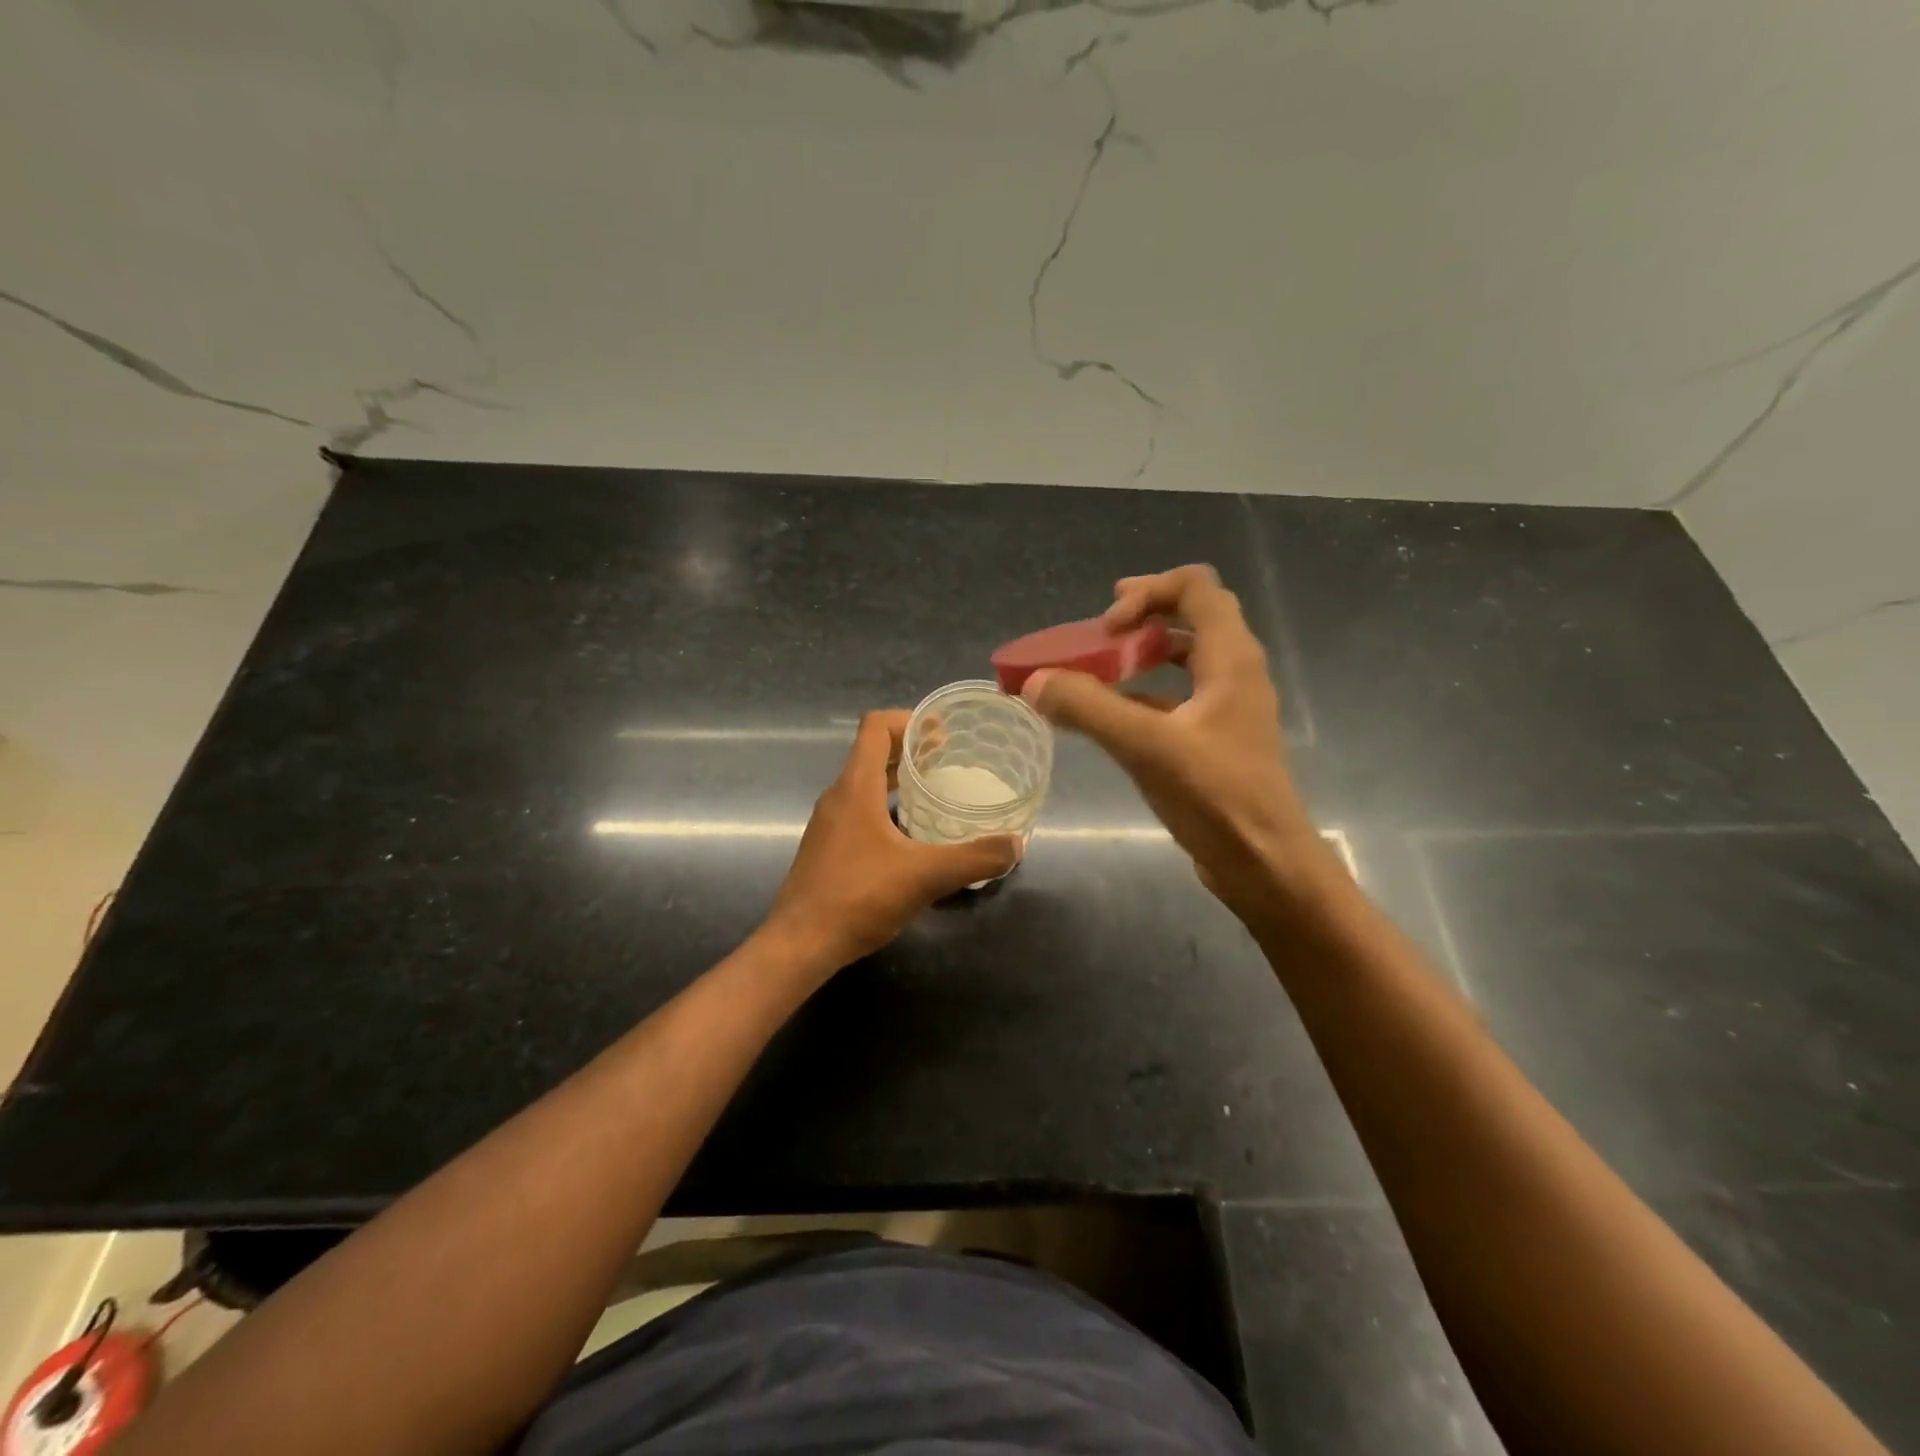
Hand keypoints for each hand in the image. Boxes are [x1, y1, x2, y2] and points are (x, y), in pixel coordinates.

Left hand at [763, 711, 1023, 971]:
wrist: (800, 944)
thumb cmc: (858, 897)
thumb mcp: (924, 876)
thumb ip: (973, 858)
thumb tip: (1015, 845)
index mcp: (856, 787)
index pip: (875, 727)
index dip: (908, 719)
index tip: (942, 730)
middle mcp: (838, 797)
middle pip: (872, 753)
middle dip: (910, 749)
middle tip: (950, 757)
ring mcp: (829, 824)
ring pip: (866, 784)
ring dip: (899, 779)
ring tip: (936, 790)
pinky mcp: (828, 848)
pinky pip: (860, 810)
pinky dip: (888, 807)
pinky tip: (913, 835)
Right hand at [1020, 565, 1326, 921]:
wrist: (1263, 863)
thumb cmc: (1216, 796)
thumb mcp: (1146, 746)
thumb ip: (1088, 708)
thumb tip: (1034, 681)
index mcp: (1229, 658)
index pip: (1195, 587)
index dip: (1147, 593)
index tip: (1107, 629)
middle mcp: (1234, 671)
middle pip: (1192, 614)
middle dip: (1142, 615)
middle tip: (1099, 634)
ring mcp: (1227, 706)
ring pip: (1184, 656)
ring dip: (1141, 654)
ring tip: (1098, 669)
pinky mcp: (1215, 737)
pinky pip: (1177, 696)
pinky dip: (1142, 693)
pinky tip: (1109, 717)